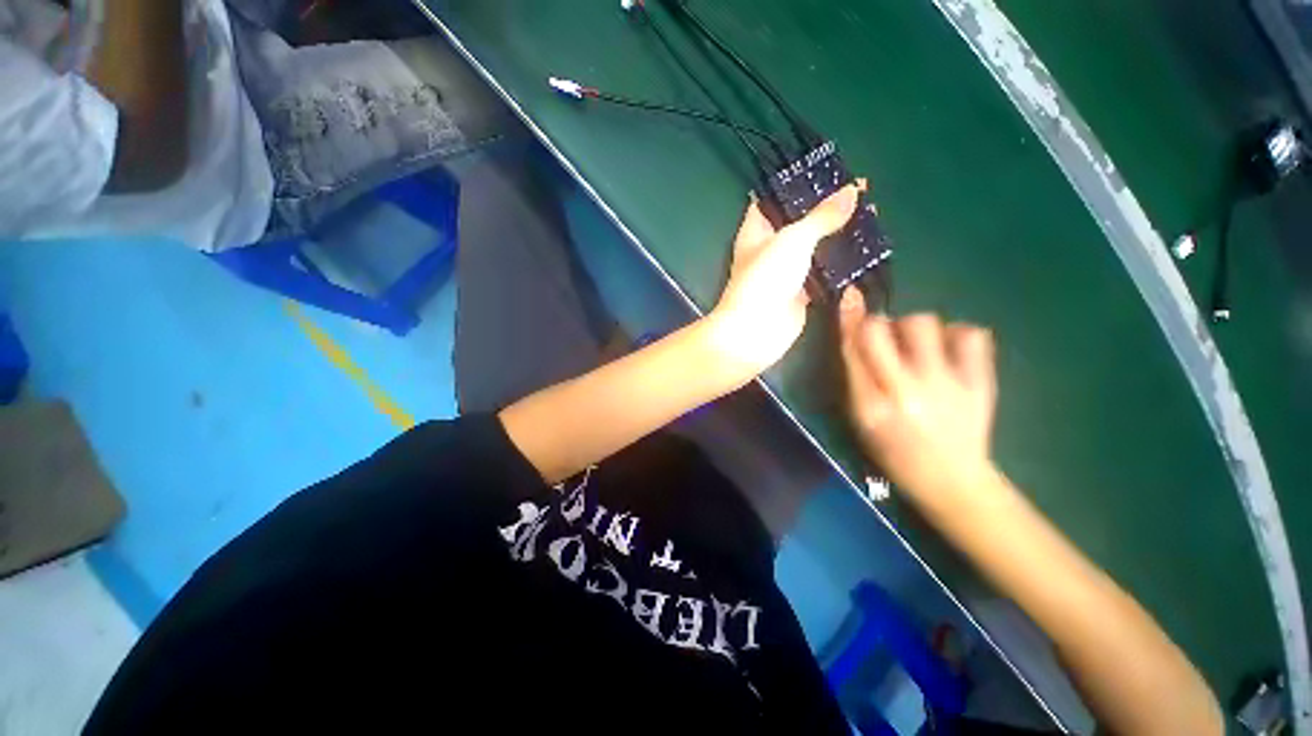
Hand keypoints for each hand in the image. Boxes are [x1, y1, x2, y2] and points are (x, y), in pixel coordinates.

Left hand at [707, 183, 862, 373]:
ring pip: (814, 248)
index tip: (828, 172)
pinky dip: (840, 264)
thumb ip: (822, 216)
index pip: (773, 199)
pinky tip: (865, 251)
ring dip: (837, 236)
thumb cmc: (765, 278)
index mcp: (756, 231)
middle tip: (861, 193)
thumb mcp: (793, 239)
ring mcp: (785, 273)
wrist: (756, 330)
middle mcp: (768, 249)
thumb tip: (852, 191)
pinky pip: (823, 274)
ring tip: (870, 217)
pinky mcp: (800, 294)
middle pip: (799, 223)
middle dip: (826, 209)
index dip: (797, 184)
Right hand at [837, 288, 998, 509]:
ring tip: (918, 348)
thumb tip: (853, 332)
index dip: (850, 318)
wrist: (951, 480)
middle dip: (877, 324)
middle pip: (883, 329)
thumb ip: (855, 376)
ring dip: (913, 329)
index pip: (853, 349)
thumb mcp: (861, 419)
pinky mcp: (980, 381)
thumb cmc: (893, 452)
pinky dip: (956, 335)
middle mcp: (905, 390)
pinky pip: (970, 333)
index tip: (849, 295)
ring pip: (923, 323)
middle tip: (885, 340)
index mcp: (870, 405)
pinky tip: (949, 351)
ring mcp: (947, 384)